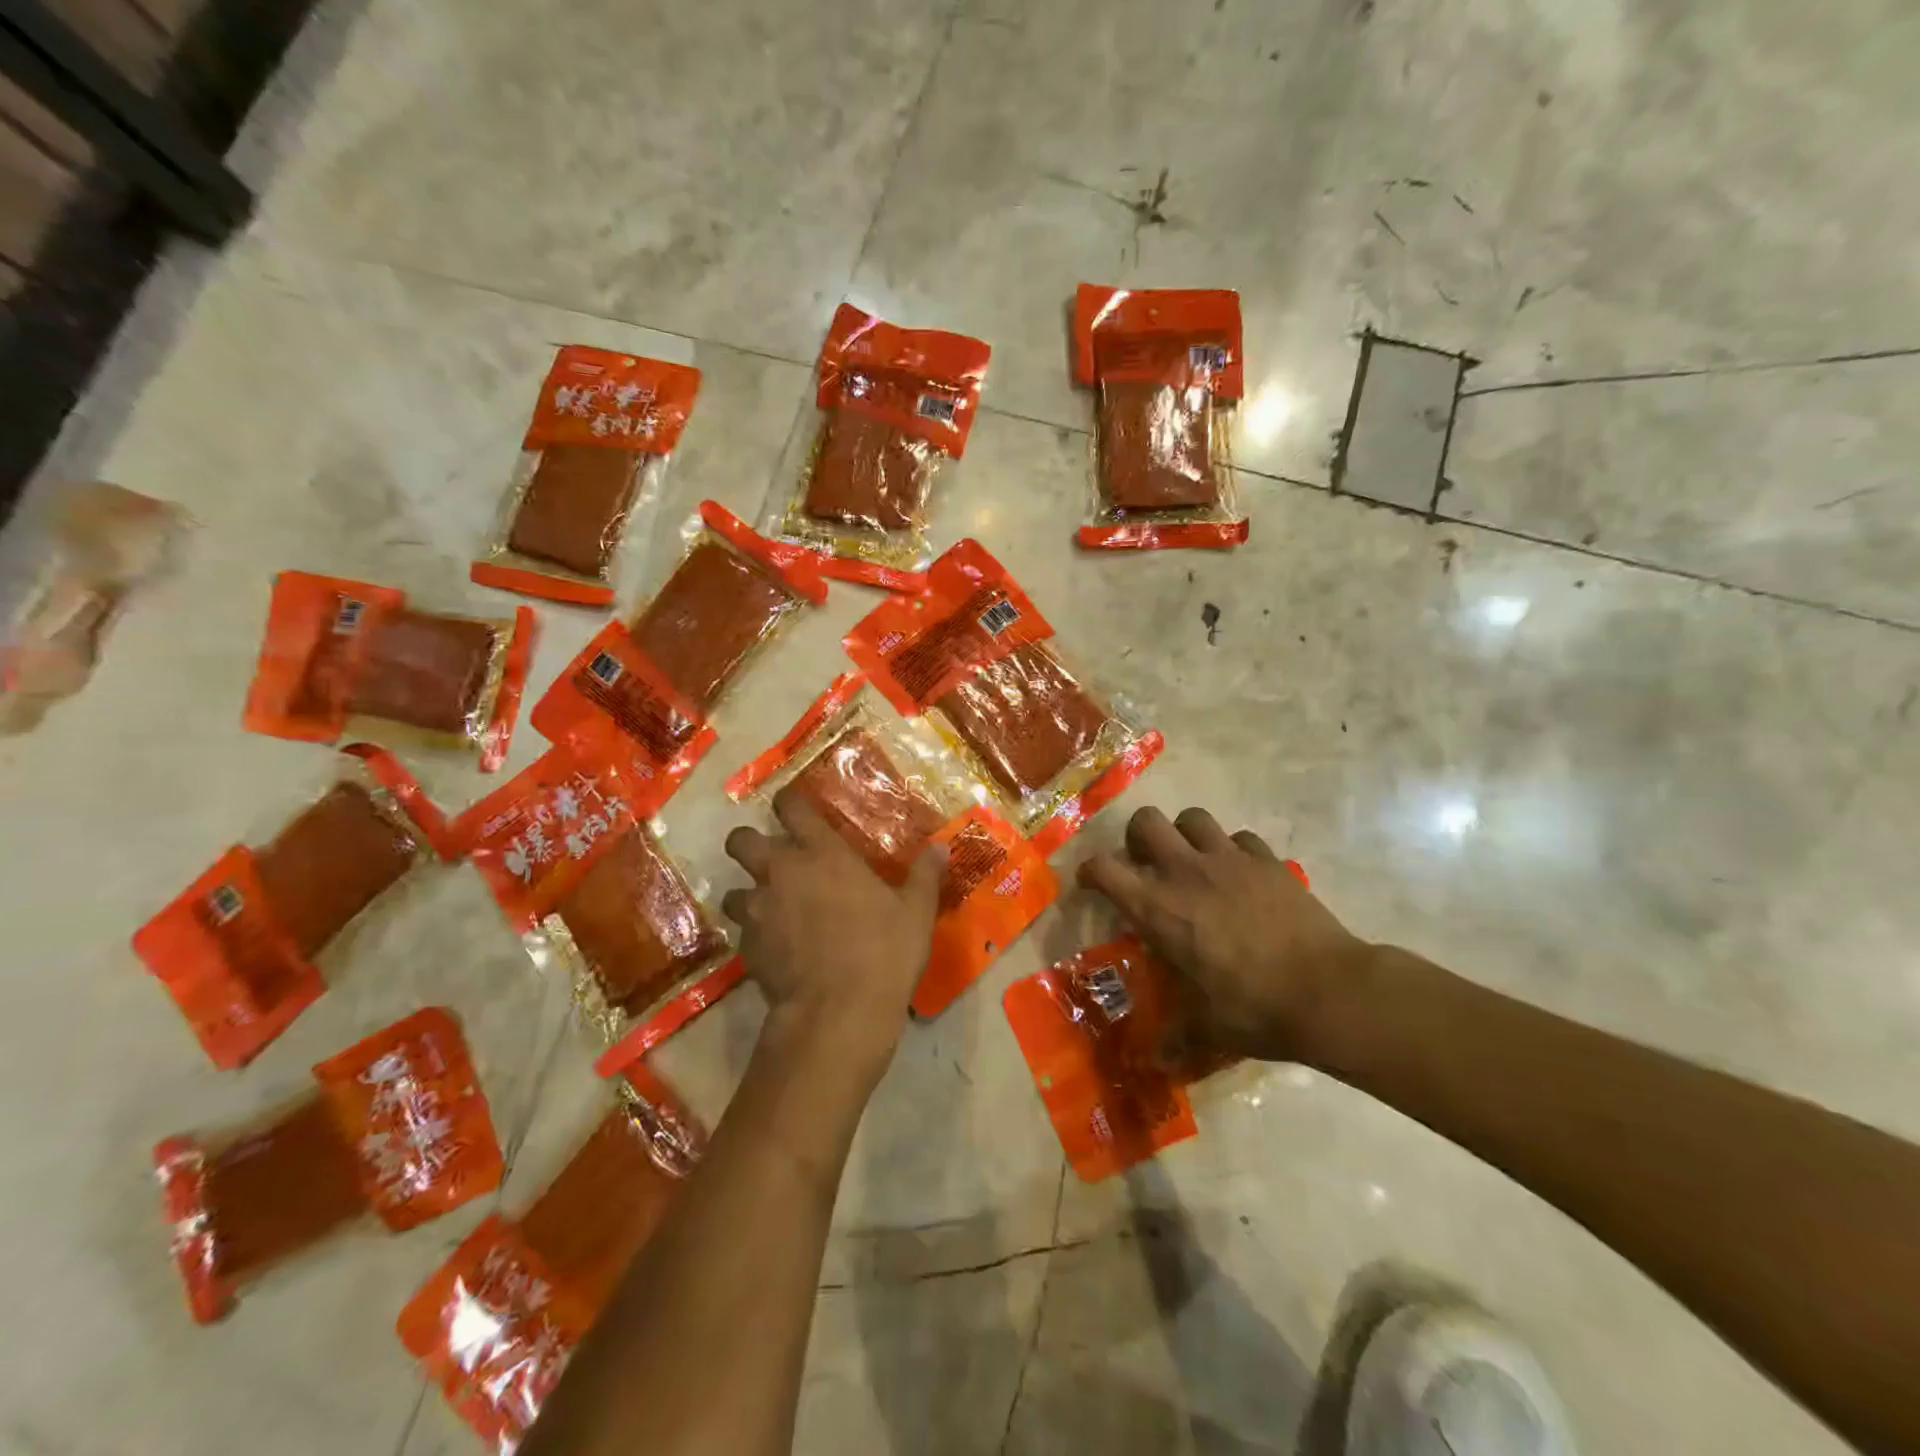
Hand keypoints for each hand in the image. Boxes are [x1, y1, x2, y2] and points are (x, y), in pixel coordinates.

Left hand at [722, 796, 942, 1059]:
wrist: (838, 1013)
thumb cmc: (882, 952)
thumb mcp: (915, 912)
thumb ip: (924, 875)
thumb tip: (941, 848)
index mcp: (823, 853)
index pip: (790, 805)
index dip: (789, 802)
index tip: (796, 808)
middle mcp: (781, 872)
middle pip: (740, 839)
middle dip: (749, 843)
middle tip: (772, 859)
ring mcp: (758, 910)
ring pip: (732, 889)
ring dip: (748, 894)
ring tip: (772, 909)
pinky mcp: (747, 948)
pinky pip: (742, 931)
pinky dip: (755, 934)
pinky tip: (777, 949)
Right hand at [1078, 807, 1368, 1064]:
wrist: (1328, 992)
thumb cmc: (1254, 1009)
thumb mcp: (1207, 1029)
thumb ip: (1177, 1039)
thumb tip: (1157, 1064)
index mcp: (1157, 909)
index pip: (1103, 869)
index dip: (1091, 871)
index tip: (1093, 884)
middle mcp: (1185, 872)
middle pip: (1145, 821)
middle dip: (1138, 837)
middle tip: (1147, 864)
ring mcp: (1229, 860)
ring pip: (1193, 818)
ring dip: (1185, 835)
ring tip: (1193, 861)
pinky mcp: (1267, 860)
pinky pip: (1240, 838)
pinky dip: (1233, 850)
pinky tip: (1241, 875)